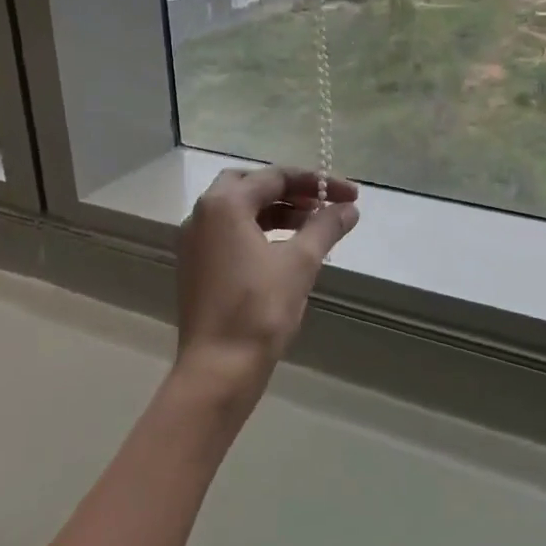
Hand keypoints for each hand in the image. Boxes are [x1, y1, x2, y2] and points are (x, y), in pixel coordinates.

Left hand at [174, 166, 359, 402]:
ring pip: (239, 210)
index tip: (350, 195)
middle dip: (290, 190)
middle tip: (322, 204)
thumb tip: (349, 208)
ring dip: (276, 211)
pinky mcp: (196, 266)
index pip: (275, 177)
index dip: (317, 182)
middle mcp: (202, 214)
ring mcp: (194, 242)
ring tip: (312, 226)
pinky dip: (258, 230)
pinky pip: (229, 233)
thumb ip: (325, 227)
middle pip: (251, 185)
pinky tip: (285, 249)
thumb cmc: (259, 309)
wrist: (218, 369)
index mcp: (224, 205)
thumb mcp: (300, 263)